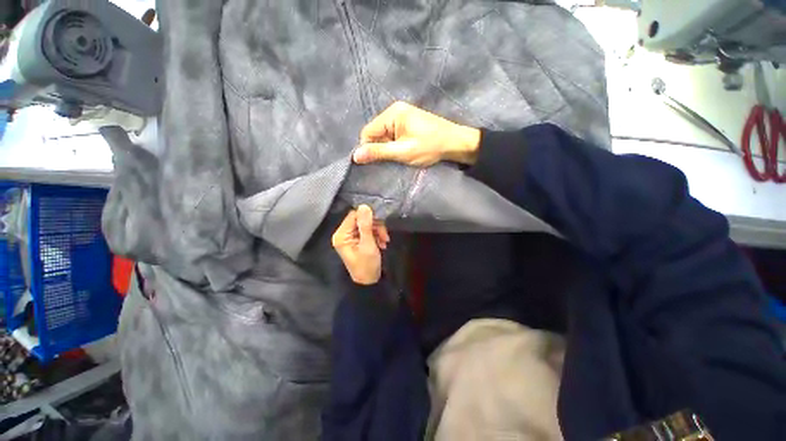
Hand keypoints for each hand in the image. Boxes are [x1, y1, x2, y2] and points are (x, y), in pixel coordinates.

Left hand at [332, 205, 389, 284]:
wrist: (369, 282)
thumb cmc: (367, 265)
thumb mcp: (368, 244)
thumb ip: (366, 225)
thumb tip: (364, 206)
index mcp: (341, 235)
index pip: (354, 215)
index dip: (368, 217)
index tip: (380, 223)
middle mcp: (344, 234)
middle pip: (361, 220)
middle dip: (375, 226)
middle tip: (385, 236)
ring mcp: (350, 237)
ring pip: (366, 225)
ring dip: (377, 231)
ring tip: (385, 242)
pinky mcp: (357, 240)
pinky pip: (368, 231)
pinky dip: (376, 236)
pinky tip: (382, 244)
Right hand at [353, 101, 480, 166]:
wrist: (455, 143)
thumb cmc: (430, 147)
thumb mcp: (403, 152)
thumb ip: (379, 153)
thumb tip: (355, 155)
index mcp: (392, 113)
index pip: (368, 132)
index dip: (369, 148)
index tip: (379, 161)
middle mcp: (394, 111)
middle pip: (375, 133)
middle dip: (381, 148)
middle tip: (394, 158)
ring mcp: (401, 116)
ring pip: (384, 135)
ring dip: (389, 148)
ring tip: (401, 155)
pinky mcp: (407, 122)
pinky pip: (392, 135)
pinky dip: (395, 145)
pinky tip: (404, 150)